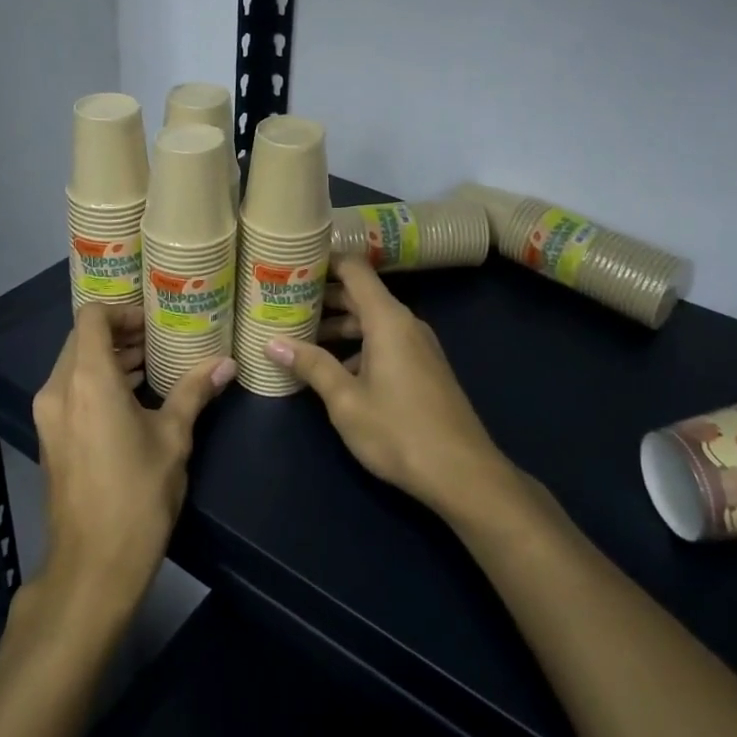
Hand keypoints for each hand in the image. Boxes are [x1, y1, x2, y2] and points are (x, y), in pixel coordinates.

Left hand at [33, 304, 235, 615]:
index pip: (92, 317)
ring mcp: (48, 416)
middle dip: (120, 334)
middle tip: (160, 340)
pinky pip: (71, 391)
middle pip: (81, 339)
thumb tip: (226, 362)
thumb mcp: (173, 438)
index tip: (154, 322)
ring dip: (109, 359)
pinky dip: (97, 382)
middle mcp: (58, 389)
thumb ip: (195, 391)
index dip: (122, 311)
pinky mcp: (49, 438)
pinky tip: (132, 398)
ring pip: (74, 365)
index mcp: (87, 379)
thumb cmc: (138, 495)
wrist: (93, 566)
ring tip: (152, 365)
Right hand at [267, 257, 511, 518]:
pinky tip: (332, 369)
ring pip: (371, 321)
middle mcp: (405, 323)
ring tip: (298, 337)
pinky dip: (356, 345)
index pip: (354, 269)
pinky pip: (384, 341)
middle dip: (322, 297)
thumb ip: (311, 366)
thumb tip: (272, 342)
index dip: (323, 262)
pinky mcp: (423, 368)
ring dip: (337, 326)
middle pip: (360, 294)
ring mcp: (417, 346)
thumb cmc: (399, 431)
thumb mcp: (346, 400)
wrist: (463, 474)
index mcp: (387, 319)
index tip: (290, 266)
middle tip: (282, 304)